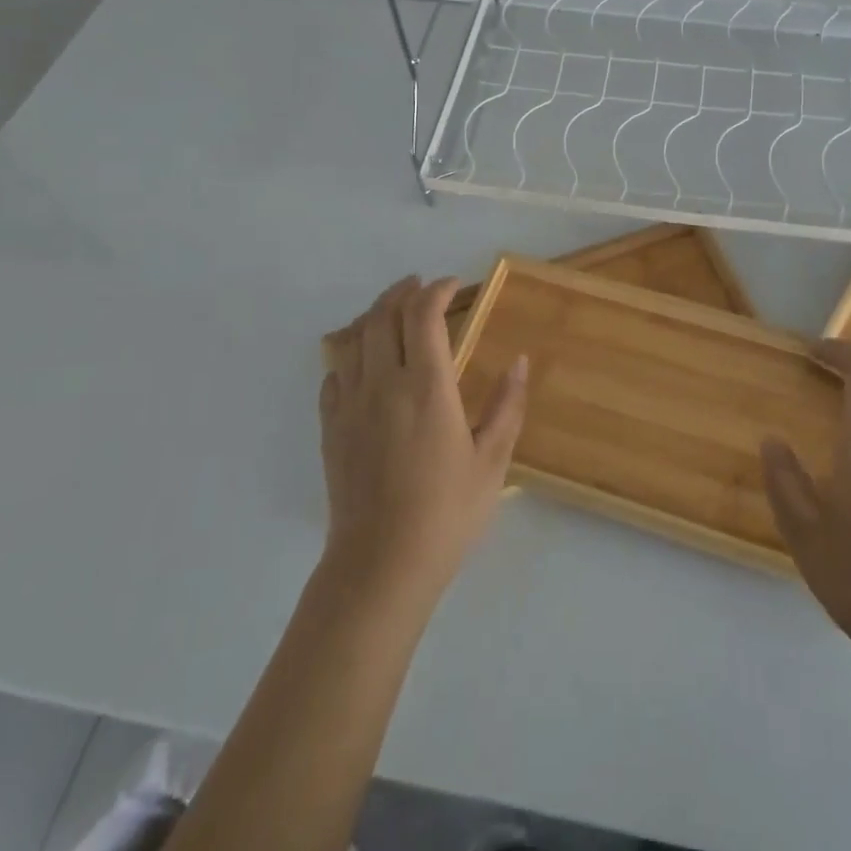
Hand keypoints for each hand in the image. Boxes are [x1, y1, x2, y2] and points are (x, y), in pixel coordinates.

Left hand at [318, 276, 527, 608]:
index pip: (424, 316)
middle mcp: (383, 384)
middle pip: (383, 316)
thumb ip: (507, 406)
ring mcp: (350, 405)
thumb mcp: (492, 461)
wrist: (381, 565)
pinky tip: (363, 366)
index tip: (454, 285)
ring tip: (392, 313)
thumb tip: (520, 361)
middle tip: (421, 287)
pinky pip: (334, 375)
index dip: (438, 291)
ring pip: (353, 339)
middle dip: (403, 292)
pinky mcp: (330, 429)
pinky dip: (350, 356)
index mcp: (426, 387)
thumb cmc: (447, 513)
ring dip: (374, 315)